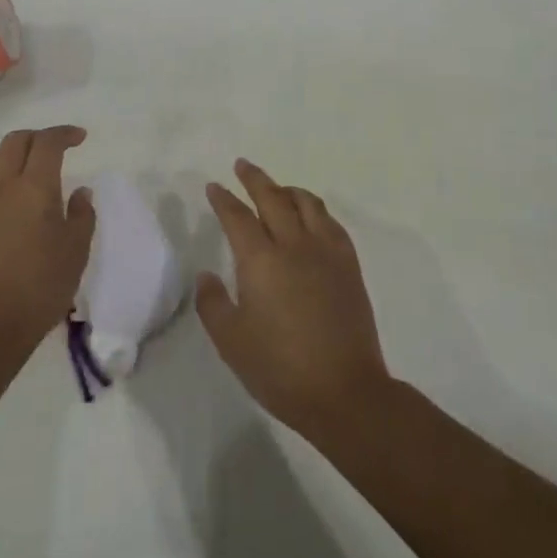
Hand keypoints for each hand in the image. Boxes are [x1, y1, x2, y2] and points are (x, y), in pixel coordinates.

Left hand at [0, 126, 94, 342]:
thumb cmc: (42, 285)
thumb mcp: (76, 250)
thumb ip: (82, 214)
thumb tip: (80, 192)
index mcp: (35, 186)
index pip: (48, 142)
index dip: (64, 133)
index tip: (80, 138)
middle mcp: (2, 184)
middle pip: (15, 140)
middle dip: (37, 137)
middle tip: (55, 150)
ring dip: (11, 153)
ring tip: (26, 169)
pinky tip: (5, 198)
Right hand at [196, 159, 392, 440]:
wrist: (345, 392)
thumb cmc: (280, 369)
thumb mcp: (231, 342)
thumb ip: (213, 304)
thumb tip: (206, 275)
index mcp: (261, 260)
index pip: (238, 217)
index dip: (224, 199)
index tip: (214, 186)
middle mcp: (294, 244)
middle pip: (273, 198)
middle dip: (254, 179)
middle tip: (242, 166)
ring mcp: (326, 252)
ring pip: (307, 204)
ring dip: (287, 189)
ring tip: (278, 188)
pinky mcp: (349, 266)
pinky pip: (331, 223)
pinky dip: (316, 210)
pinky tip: (312, 218)